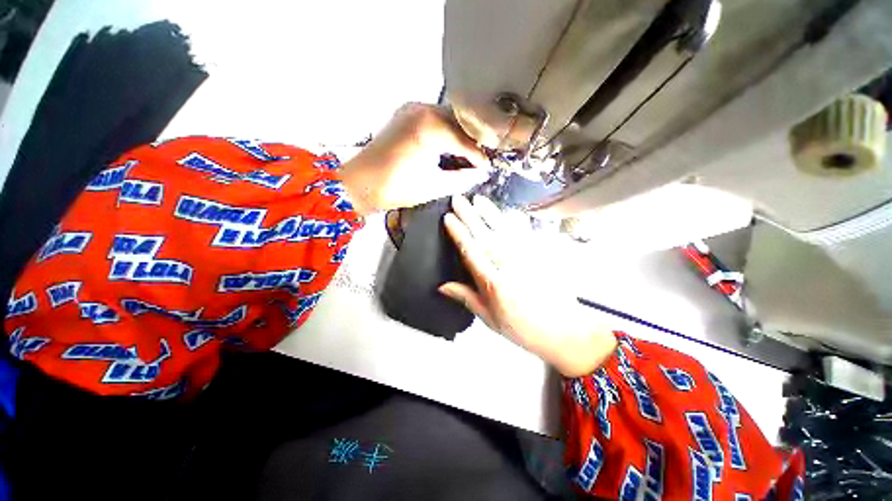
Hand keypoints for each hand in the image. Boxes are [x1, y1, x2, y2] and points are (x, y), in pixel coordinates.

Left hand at [339, 103, 489, 214]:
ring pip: (449, 119)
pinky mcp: (405, 113)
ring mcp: (413, 108)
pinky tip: (449, 148)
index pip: (467, 141)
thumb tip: (481, 173)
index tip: (489, 169)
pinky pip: (435, 119)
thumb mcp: (434, 186)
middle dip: (473, 143)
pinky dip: (445, 133)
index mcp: (432, 128)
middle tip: (480, 163)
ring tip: (467, 158)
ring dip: (460, 137)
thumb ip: (462, 178)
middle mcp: (424, 109)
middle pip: (461, 124)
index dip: (480, 157)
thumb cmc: (396, 188)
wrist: (359, 183)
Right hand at [439, 195, 617, 377]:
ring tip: (479, 199)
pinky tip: (508, 213)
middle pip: (485, 234)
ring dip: (490, 212)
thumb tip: (442, 286)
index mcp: (492, 281)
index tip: (448, 218)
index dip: (458, 232)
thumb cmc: (521, 327)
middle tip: (458, 200)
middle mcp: (508, 264)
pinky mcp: (540, 255)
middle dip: (469, 215)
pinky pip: (526, 233)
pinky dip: (514, 221)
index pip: (470, 250)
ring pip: (504, 229)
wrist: (562, 329)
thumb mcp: (489, 318)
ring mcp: (527, 257)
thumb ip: (465, 297)